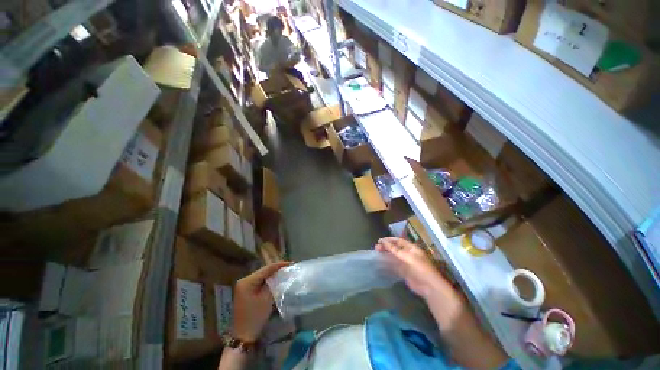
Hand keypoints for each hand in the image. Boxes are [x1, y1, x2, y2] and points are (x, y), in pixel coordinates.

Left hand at [233, 261, 291, 341]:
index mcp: (247, 281)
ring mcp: (244, 286)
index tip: (291, 263)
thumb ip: (274, 283)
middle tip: (289, 268)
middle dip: (276, 269)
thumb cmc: (255, 316)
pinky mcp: (245, 292)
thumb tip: (282, 274)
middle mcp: (244, 280)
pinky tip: (276, 281)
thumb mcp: (267, 298)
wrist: (244, 335)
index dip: (280, 265)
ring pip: (262, 276)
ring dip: (273, 275)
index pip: (266, 268)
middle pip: (263, 271)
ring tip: (285, 272)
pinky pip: (259, 282)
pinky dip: (268, 281)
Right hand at [376, 237, 449, 299]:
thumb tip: (384, 242)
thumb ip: (395, 250)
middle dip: (386, 247)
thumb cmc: (421, 269)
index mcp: (411, 248)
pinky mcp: (404, 272)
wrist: (429, 288)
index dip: (389, 240)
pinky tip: (381, 263)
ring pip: (393, 256)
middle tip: (376, 248)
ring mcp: (406, 263)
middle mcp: (408, 254)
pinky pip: (394, 265)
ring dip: (386, 254)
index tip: (380, 241)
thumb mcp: (408, 257)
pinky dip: (388, 263)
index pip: (398, 241)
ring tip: (377, 253)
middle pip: (395, 248)